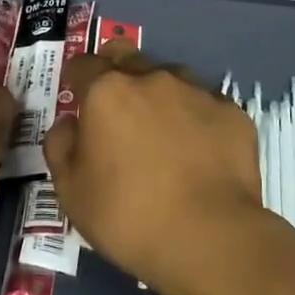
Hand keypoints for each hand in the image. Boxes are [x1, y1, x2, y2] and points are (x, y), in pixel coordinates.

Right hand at [43, 41, 271, 294]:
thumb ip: (60, 146)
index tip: (75, 95)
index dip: (75, 77)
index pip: (82, 64)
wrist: (209, 238)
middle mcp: (152, 79)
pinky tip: (199, 149)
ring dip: (159, 94)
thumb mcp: (70, 190)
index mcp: (107, 92)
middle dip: (116, 71)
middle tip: (115, 104)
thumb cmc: (127, 214)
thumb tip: (69, 124)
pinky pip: (206, 104)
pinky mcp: (233, 113)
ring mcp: (197, 92)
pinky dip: (196, 118)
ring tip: (162, 130)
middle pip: (127, 56)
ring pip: (170, 76)